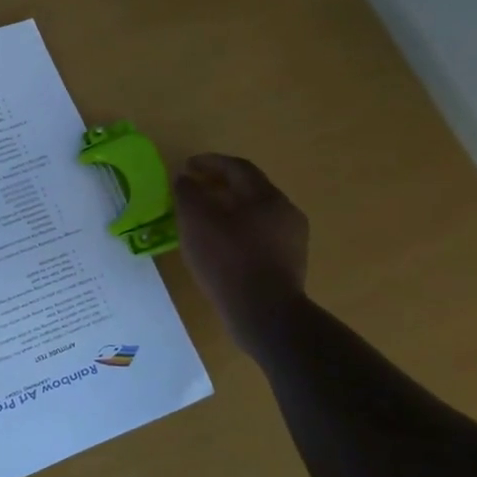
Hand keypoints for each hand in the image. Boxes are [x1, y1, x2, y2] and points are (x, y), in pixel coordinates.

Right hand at [174, 154, 309, 343]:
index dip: (210, 162)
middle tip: (194, 190)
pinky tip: (221, 248)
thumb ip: (188, 193)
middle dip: (220, 186)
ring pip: (256, 215)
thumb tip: (185, 179)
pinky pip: (260, 238)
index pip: (237, 168)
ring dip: (230, 210)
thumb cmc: (228, 260)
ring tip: (204, 220)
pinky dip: (238, 233)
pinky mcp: (288, 265)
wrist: (265, 314)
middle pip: (250, 190)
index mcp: (266, 196)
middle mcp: (285, 212)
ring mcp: (291, 240)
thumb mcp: (197, 221)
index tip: (187, 165)